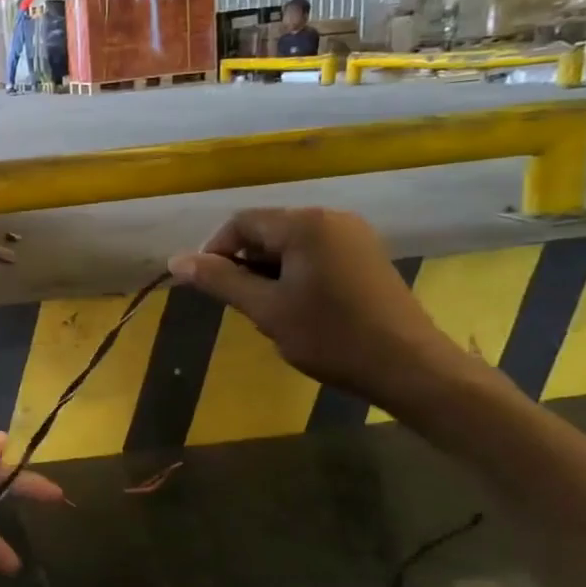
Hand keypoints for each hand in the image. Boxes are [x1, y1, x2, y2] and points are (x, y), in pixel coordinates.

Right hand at [167, 207, 466, 406]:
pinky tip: (298, 309)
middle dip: (244, 264)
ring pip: (290, 246)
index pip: (241, 223)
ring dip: (268, 273)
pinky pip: (314, 255)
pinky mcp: (367, 257)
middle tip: (241, 306)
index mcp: (305, 225)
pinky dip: (294, 276)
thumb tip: (175, 260)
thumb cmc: (331, 336)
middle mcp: (331, 219)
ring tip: (269, 312)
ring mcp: (354, 237)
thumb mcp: (266, 309)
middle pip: (266, 231)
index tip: (208, 288)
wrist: (410, 367)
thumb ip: (220, 280)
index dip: (215, 252)